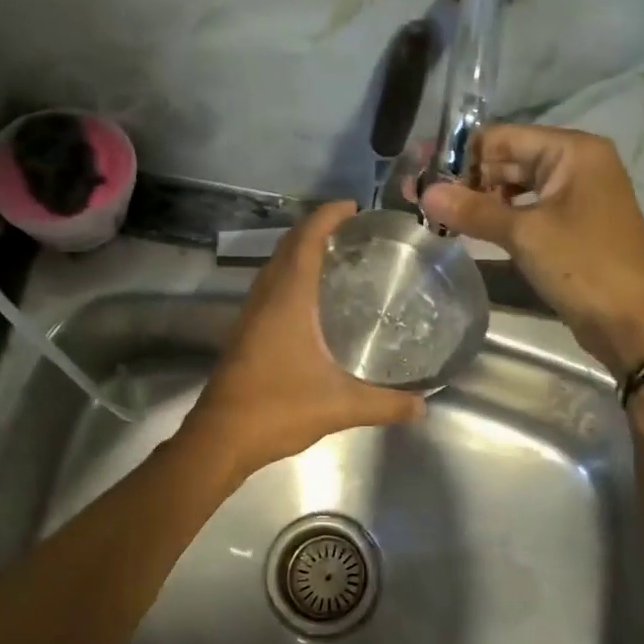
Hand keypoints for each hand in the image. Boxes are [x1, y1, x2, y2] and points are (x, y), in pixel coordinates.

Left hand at [183, 201, 425, 476]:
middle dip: (316, 229)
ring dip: (300, 252)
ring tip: (337, 257)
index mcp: (287, 300)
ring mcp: (250, 315)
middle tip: (353, 231)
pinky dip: (291, 277)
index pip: (305, 241)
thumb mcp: (340, 407)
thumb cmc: (278, 409)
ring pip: (275, 267)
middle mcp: (265, 298)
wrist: (221, 437)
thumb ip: (385, 404)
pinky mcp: (245, 333)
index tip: (352, 206)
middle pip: (288, 247)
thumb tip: (423, 407)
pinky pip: (270, 288)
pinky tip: (313, 300)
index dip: (326, 216)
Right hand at [419, 126, 643, 378]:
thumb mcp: (524, 234)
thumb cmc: (583, 266)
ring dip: (478, 199)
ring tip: (435, 214)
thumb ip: (473, 210)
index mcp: (572, 151)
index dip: (459, 154)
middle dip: (465, 178)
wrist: (633, 322)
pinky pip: (526, 210)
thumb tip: (425, 191)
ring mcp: (575, 196)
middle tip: (418, 196)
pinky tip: (468, 229)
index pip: (502, 137)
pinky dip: (498, 217)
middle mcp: (575, 164)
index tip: (419, 170)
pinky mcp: (571, 226)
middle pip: (508, 159)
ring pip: (515, 187)